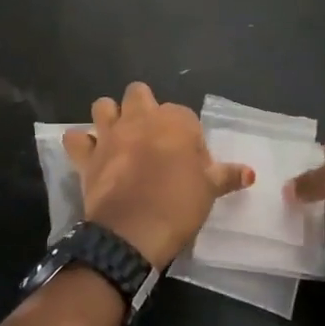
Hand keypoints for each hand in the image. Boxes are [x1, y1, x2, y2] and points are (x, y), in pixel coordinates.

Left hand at [64, 83, 252, 270]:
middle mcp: (141, 118)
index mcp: (174, 121)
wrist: (133, 231)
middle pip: (139, 94)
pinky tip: (88, 154)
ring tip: (118, 138)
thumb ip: (227, 175)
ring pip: (103, 106)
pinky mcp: (87, 155)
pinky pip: (75, 139)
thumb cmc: (179, 205)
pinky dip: (80, 143)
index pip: (184, 117)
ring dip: (109, 116)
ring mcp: (110, 134)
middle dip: (143, 108)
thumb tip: (250, 172)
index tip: (189, 162)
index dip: (186, 137)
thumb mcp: (210, 190)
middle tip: (151, 138)